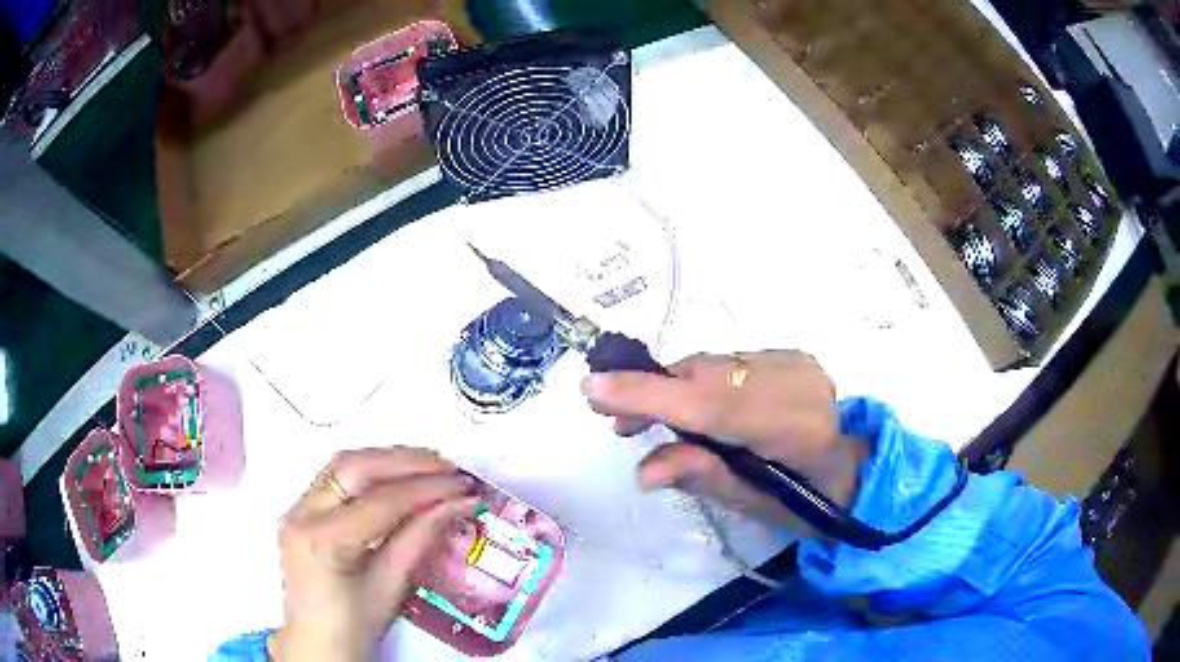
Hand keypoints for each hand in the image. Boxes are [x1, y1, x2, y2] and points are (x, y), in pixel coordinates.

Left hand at [269, 448, 478, 661]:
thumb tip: (456, 504)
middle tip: (447, 466)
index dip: (427, 489)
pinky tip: (395, 475)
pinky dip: (369, 472)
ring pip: (342, 465)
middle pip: (355, 468)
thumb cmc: (355, 625)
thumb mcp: (391, 585)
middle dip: (405, 461)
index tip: (462, 486)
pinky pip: (335, 479)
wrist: (317, 641)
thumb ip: (420, 538)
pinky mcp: (300, 510)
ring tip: (428, 464)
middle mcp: (302, 514)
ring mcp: (296, 509)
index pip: (381, 502)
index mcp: (324, 541)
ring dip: (386, 460)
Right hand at [581, 351, 866, 532]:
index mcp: (798, 428)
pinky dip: (698, 383)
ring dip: (673, 387)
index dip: (651, 395)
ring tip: (640, 417)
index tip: (593, 388)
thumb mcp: (759, 506)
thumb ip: (704, 478)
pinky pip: (729, 365)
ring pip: (714, 365)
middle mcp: (797, 381)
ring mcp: (796, 362)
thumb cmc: (815, 504)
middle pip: (708, 375)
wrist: (863, 469)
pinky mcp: (791, 356)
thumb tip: (643, 469)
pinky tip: (685, 407)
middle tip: (611, 418)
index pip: (714, 405)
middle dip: (654, 392)